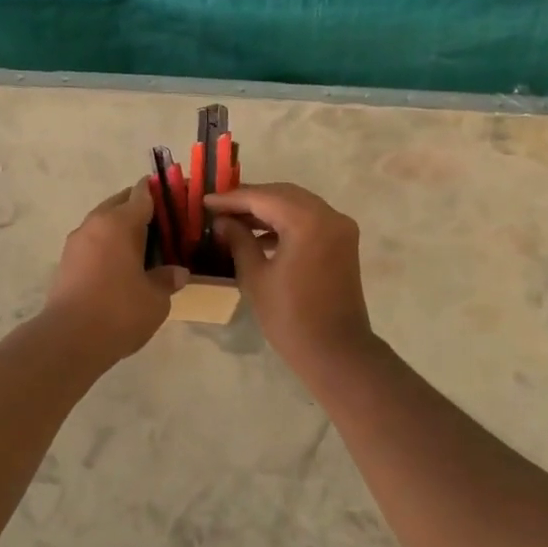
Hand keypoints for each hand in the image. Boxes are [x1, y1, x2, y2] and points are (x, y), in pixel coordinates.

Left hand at [44, 183, 188, 360]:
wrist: (69, 339)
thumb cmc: (119, 311)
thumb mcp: (156, 299)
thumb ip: (167, 280)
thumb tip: (178, 272)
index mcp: (119, 222)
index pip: (143, 194)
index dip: (161, 192)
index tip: (176, 198)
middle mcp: (95, 223)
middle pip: (120, 203)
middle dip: (140, 209)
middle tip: (164, 226)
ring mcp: (76, 242)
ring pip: (103, 223)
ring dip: (121, 228)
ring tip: (144, 247)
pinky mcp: (66, 261)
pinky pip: (93, 242)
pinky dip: (108, 245)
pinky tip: (122, 266)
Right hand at [205, 183, 377, 373]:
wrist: (336, 352)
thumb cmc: (290, 317)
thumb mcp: (255, 277)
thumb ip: (238, 240)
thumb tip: (222, 221)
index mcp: (307, 221)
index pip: (263, 197)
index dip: (231, 199)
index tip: (205, 201)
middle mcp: (329, 215)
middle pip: (282, 194)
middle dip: (250, 199)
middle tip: (218, 208)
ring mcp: (340, 228)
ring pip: (297, 204)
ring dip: (267, 209)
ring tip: (234, 220)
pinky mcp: (342, 242)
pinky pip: (309, 219)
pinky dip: (285, 222)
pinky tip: (260, 235)